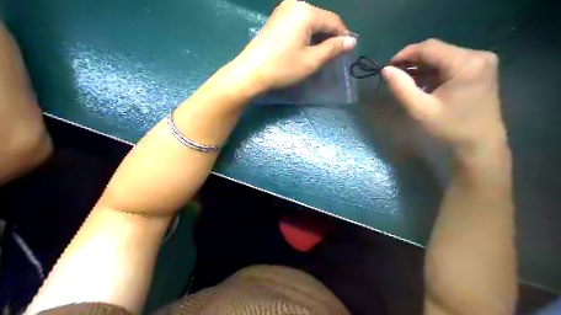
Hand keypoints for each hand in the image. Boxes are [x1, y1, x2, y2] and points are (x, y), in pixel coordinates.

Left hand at [232, 0, 353, 91]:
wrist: (250, 72)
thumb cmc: (283, 67)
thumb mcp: (311, 60)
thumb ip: (333, 48)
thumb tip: (351, 41)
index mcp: (306, 11)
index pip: (333, 21)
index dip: (343, 36)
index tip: (348, 52)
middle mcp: (295, 4)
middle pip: (321, 19)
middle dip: (330, 36)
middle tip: (334, 55)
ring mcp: (283, 10)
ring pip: (310, 21)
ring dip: (318, 36)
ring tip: (320, 53)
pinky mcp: (276, 18)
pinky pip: (298, 23)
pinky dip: (306, 34)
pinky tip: (306, 47)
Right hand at [381, 38, 508, 161]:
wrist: (480, 147)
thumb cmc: (450, 129)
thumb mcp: (420, 110)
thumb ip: (401, 88)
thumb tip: (385, 70)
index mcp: (466, 63)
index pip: (429, 47)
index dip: (405, 54)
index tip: (388, 68)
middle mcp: (477, 56)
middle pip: (437, 51)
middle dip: (413, 63)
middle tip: (395, 77)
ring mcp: (481, 63)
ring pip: (442, 58)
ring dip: (422, 69)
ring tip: (406, 83)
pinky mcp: (480, 72)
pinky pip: (450, 66)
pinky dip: (433, 74)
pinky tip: (423, 86)